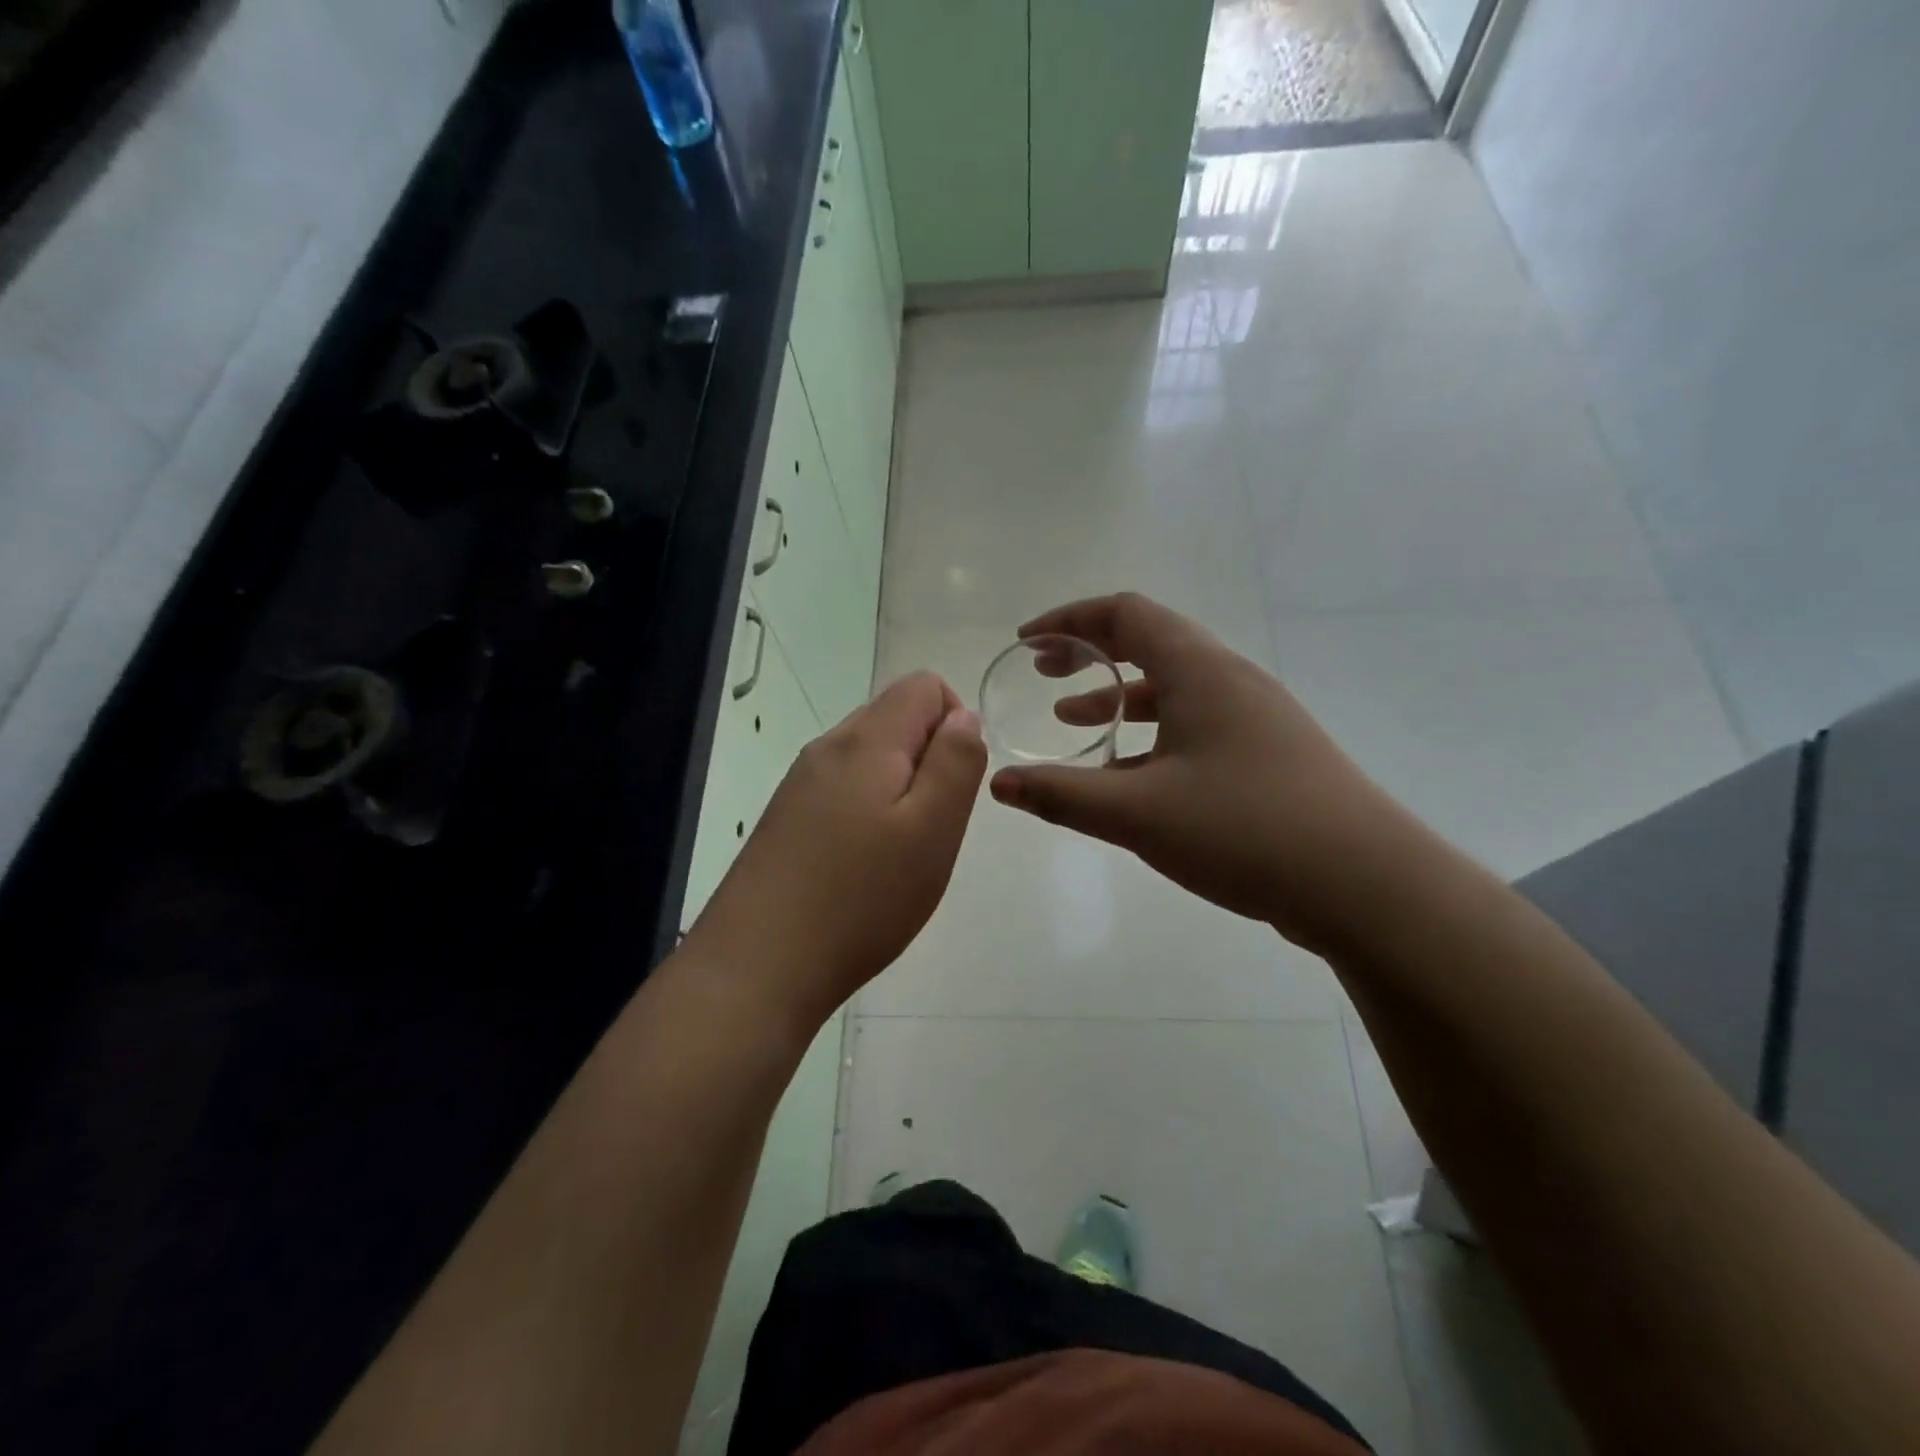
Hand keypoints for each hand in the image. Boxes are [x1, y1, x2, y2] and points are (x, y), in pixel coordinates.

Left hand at [687, 672, 985, 1030]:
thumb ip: (955, 763)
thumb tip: (963, 716)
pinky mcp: (786, 818)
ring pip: (870, 758)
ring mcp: (800, 783)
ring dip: (900, 790)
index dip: (956, 722)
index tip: (954, 785)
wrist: (758, 965)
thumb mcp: (933, 829)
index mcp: (866, 740)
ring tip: (899, 854)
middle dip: (929, 759)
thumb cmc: (861, 897)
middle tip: (931, 827)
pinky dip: (869, 813)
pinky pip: (843, 791)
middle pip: (894, 718)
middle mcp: (828, 748)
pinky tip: (863, 867)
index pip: (924, 685)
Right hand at [989, 593, 1410, 953]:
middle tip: (1044, 674)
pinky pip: (1194, 725)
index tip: (1027, 644)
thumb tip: (998, 784)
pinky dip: (1150, 735)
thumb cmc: (1245, 830)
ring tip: (1072, 723)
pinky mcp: (1267, 754)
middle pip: (1150, 642)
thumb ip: (1062, 795)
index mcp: (1200, 670)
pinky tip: (1127, 777)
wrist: (1366, 884)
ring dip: (1118, 697)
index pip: (1125, 613)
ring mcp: (1254, 717)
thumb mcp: (1138, 813)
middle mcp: (1229, 680)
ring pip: (1172, 689)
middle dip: (1090, 653)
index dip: (1069, 620)